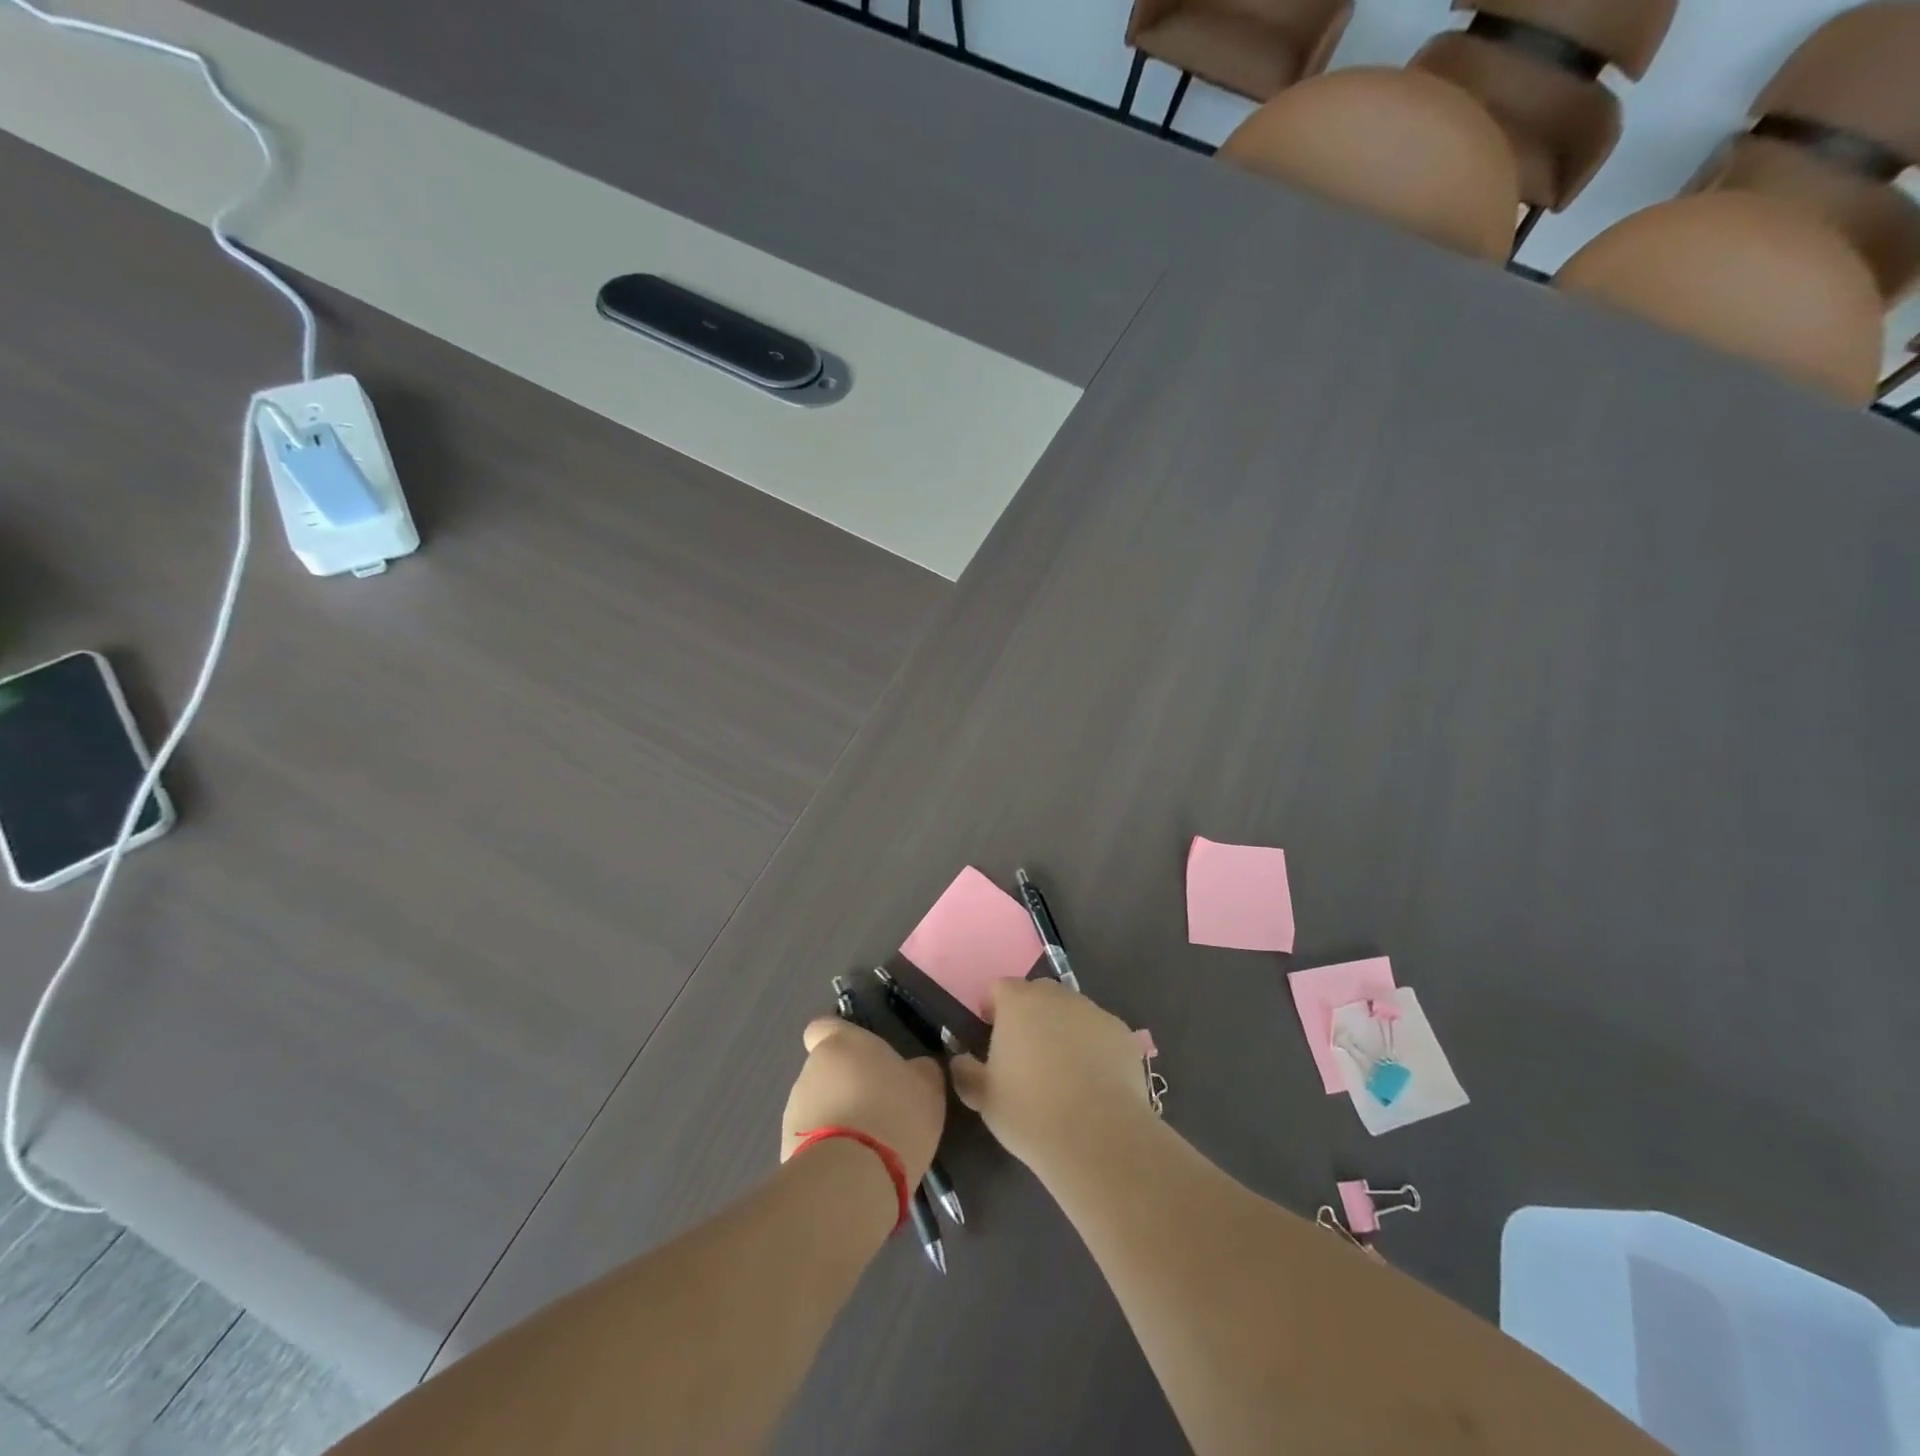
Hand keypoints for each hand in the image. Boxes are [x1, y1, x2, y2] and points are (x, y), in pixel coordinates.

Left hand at [781, 1020, 946, 1186]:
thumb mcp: (927, 1086)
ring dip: (837, 1120)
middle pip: (825, 1072)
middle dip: (846, 1087)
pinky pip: (811, 1144)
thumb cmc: (894, 1113)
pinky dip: (828, 1151)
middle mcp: (810, 1070)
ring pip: (818, 1108)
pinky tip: (853, 1170)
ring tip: (868, 1147)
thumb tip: (915, 1069)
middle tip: (878, 1109)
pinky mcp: (786, 1151)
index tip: (861, 1058)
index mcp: (840, 1043)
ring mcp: (794, 1112)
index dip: (839, 1040)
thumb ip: (918, 1070)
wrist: (854, 1177)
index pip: (823, 1027)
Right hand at [949, 978, 1154, 1171]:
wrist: (1099, 1137)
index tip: (990, 1035)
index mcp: (1018, 1003)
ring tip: (1062, 1071)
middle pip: (1037, 994)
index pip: (999, 988)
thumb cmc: (1030, 1113)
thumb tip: (960, 1060)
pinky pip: (1098, 1032)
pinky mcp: (1122, 1033)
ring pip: (1070, 1011)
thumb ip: (965, 1072)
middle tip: (1025, 1054)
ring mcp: (1093, 1011)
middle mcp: (1056, 996)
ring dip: (1062, 1029)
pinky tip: (1092, 1082)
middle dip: (1029, 1015)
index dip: (992, 1008)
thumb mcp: (984, 1098)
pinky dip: (1092, 1047)